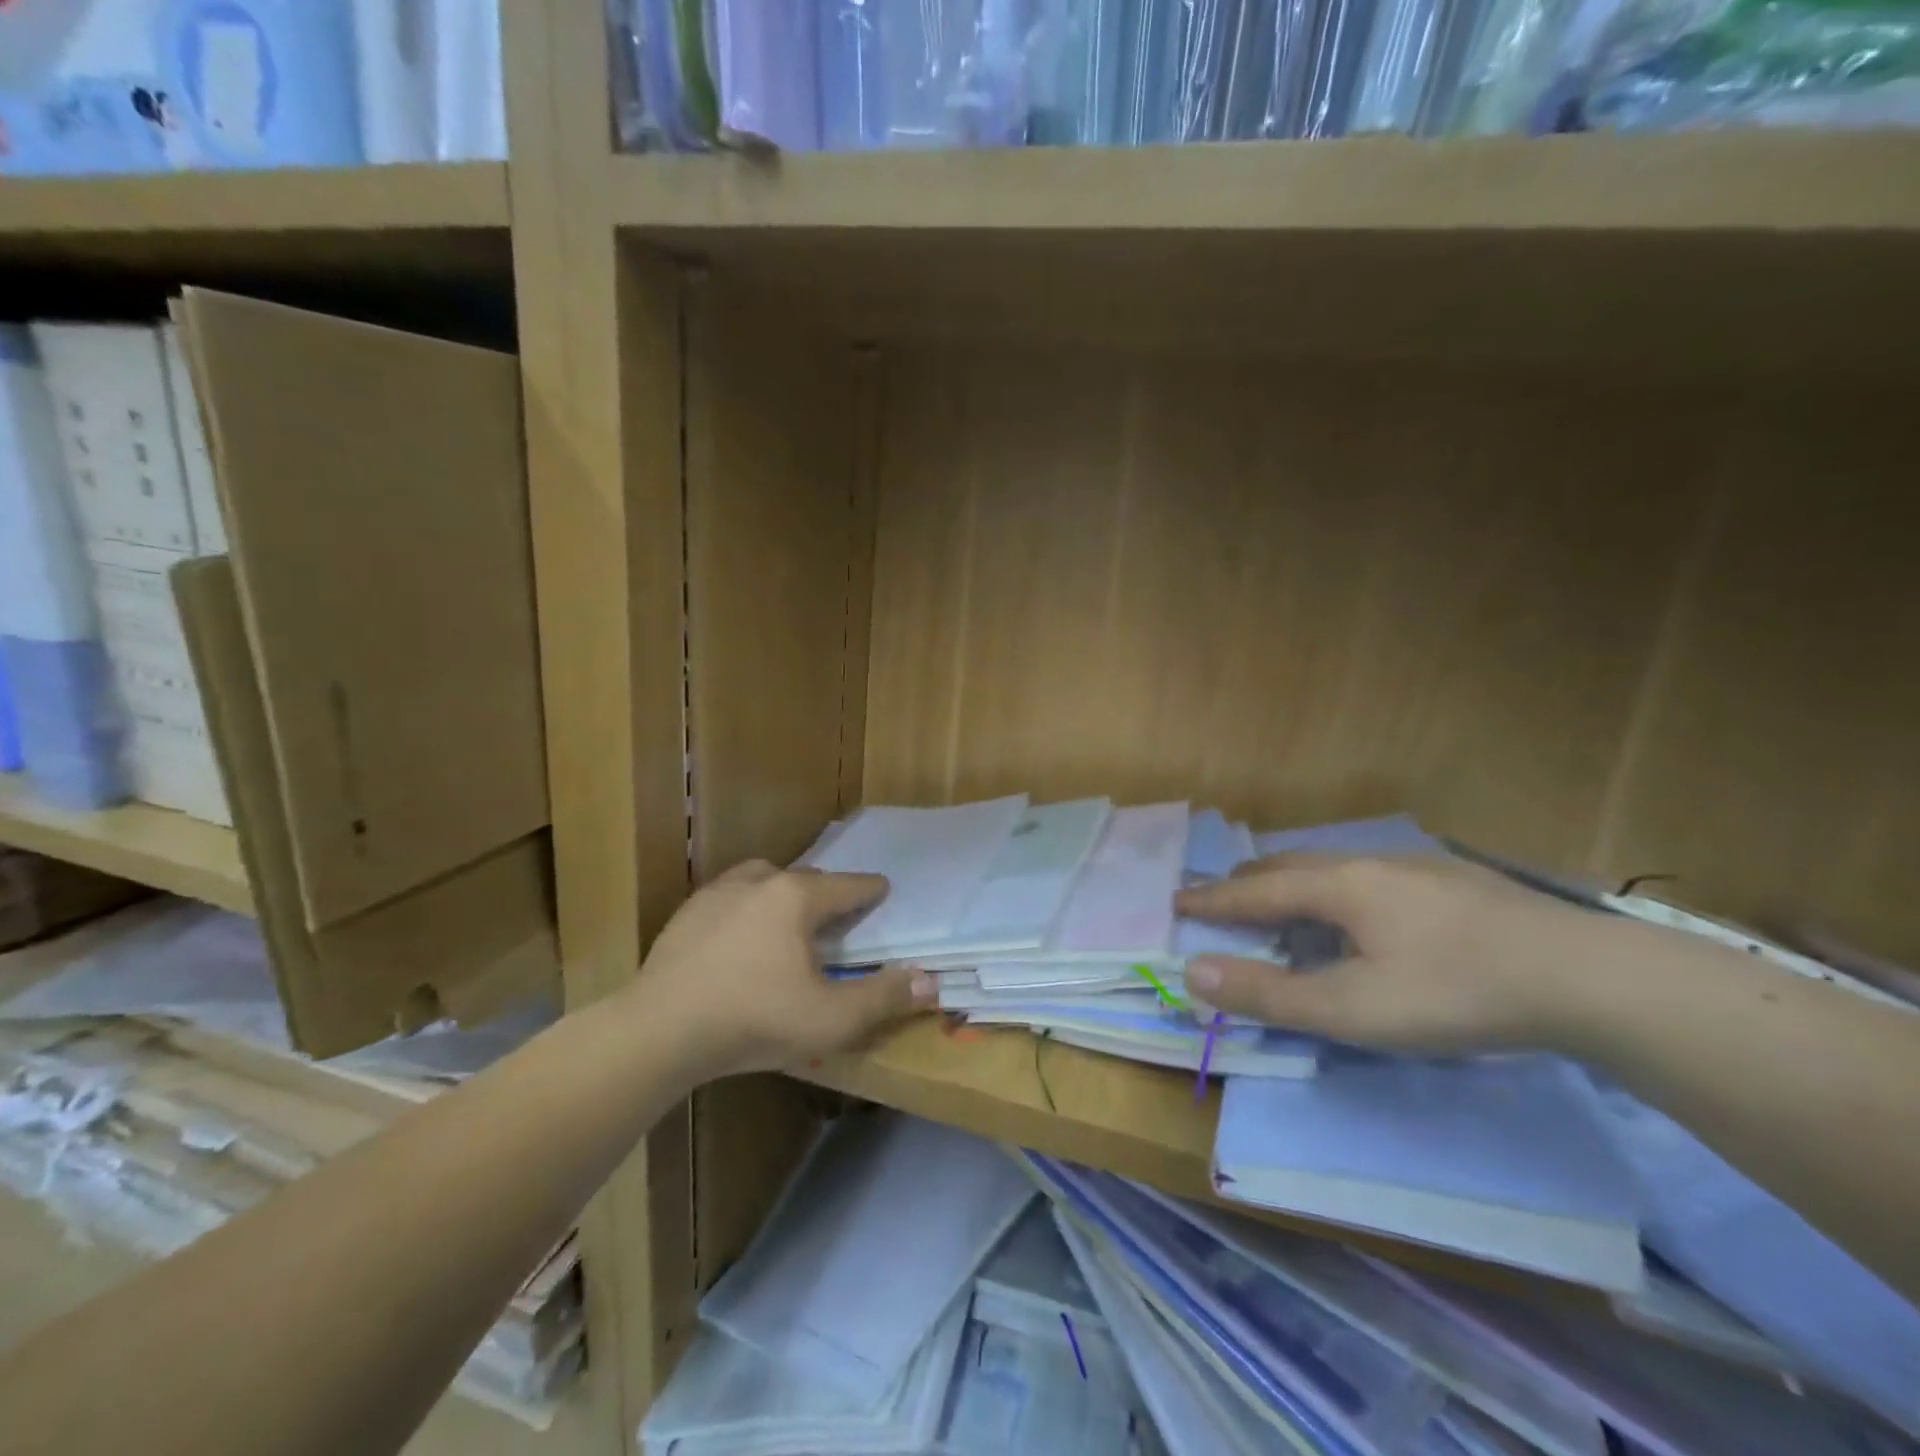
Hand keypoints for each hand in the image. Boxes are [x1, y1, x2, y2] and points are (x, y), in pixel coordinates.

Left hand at [629, 862, 937, 1079]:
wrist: (660, 1030)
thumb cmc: (755, 1019)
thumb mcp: (831, 1019)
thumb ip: (884, 998)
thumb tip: (931, 981)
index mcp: (797, 897)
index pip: (847, 886)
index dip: (870, 889)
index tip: (883, 889)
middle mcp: (759, 881)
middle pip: (806, 879)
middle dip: (827, 893)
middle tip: (838, 915)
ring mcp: (717, 894)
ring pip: (763, 880)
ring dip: (783, 893)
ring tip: (788, 919)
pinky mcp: (686, 913)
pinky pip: (730, 898)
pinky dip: (746, 908)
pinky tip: (740, 938)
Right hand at [1176, 854, 1597, 1054]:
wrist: (1587, 977)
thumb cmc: (1454, 992)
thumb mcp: (1353, 1009)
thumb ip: (1270, 994)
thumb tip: (1194, 973)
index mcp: (1338, 886)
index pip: (1255, 890)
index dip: (1213, 898)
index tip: (1177, 899)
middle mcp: (1369, 863)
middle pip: (1290, 865)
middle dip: (1248, 884)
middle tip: (1223, 900)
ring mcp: (1415, 867)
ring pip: (1332, 867)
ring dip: (1294, 885)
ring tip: (1284, 907)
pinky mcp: (1453, 882)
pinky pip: (1368, 877)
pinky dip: (1335, 892)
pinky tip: (1361, 914)